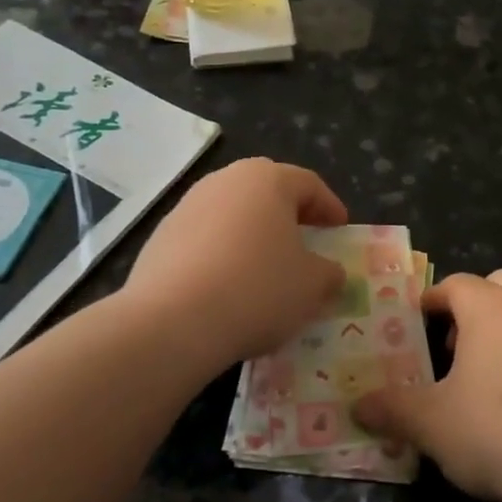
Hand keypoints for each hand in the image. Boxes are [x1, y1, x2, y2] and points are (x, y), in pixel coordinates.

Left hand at [124, 158, 347, 366]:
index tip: (340, 228)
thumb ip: (328, 273)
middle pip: (266, 190)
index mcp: (267, 180)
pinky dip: (222, 252)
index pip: (308, 184)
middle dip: (288, 213)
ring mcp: (187, 206)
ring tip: (265, 265)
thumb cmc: (257, 290)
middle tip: (306, 237)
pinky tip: (228, 284)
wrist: (172, 321)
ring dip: (252, 232)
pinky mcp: (161, 237)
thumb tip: (329, 271)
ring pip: (232, 212)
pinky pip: (204, 237)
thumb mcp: (311, 286)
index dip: (329, 206)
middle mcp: (225, 181)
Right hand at [354, 269, 501, 501]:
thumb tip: (358, 406)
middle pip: (499, 286)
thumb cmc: (498, 431)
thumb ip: (393, 410)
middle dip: (473, 308)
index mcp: (490, 309)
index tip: (415, 322)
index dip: (432, 300)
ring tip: (487, 381)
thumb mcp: (432, 425)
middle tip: (454, 346)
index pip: (455, 284)